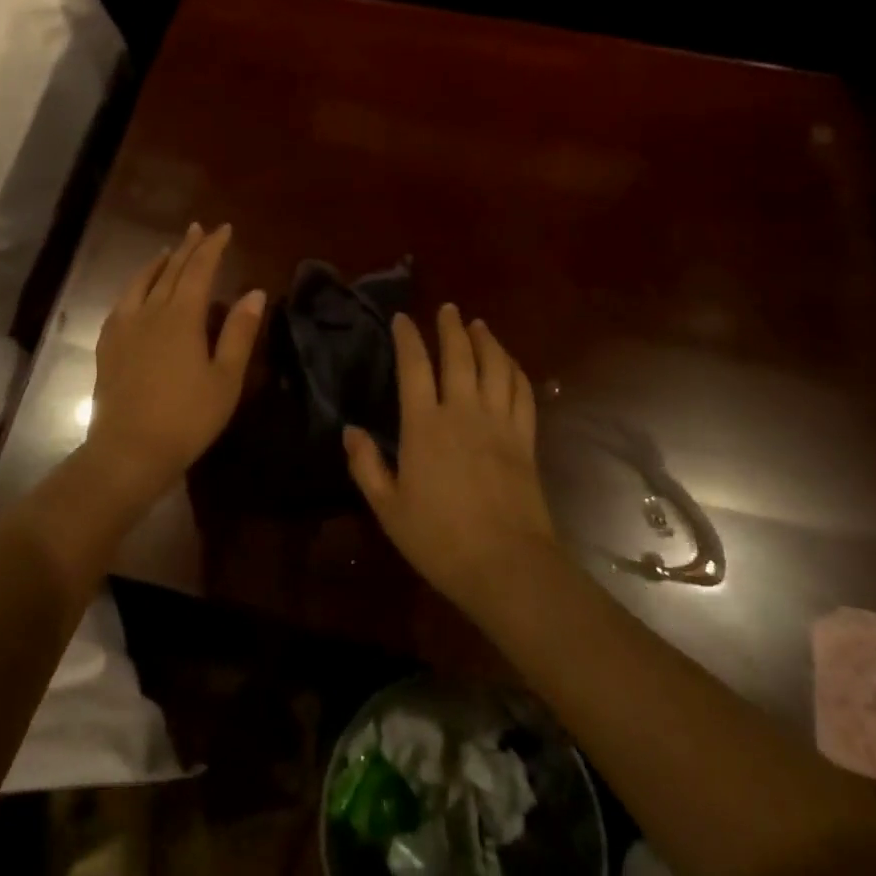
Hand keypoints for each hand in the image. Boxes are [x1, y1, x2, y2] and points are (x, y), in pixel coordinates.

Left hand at [89, 223, 265, 502]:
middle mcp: (150, 311)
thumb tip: (254, 292)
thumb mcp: (225, 378)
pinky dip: (135, 286)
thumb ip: (239, 332)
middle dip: (187, 247)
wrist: (128, 452)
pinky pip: (122, 303)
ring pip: (142, 282)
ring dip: (158, 263)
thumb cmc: (186, 418)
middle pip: (171, 270)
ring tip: (167, 251)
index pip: (199, 269)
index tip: (224, 229)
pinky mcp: (108, 345)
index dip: (213, 247)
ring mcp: (124, 327)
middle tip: (198, 229)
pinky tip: (136, 292)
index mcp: (182, 316)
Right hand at [344, 305, 558, 620]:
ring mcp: (499, 423)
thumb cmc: (440, 539)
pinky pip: (523, 392)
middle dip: (452, 328)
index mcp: (424, 426)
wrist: (507, 566)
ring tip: (479, 325)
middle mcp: (462, 412)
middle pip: (459, 356)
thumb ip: (366, 466)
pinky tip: (509, 363)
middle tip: (448, 309)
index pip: (414, 367)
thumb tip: (349, 430)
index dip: (407, 338)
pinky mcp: (525, 439)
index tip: (403, 319)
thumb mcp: (389, 509)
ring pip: (495, 366)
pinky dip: (515, 370)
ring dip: (487, 340)